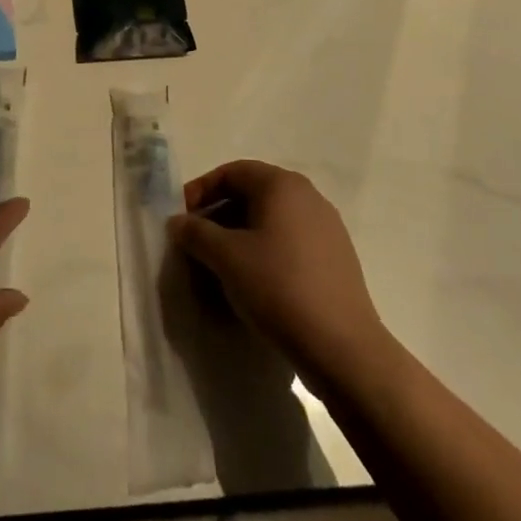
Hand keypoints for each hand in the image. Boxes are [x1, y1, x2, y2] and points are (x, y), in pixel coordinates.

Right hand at [168, 160, 386, 386]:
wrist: (342, 348)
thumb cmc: (278, 287)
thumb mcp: (226, 257)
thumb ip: (195, 232)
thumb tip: (178, 222)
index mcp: (283, 186)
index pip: (232, 172)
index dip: (200, 190)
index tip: (181, 218)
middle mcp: (308, 197)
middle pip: (251, 195)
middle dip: (217, 216)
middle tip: (195, 244)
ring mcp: (326, 229)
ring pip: (269, 221)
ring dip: (238, 237)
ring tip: (218, 267)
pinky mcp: (335, 259)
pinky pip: (288, 243)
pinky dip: (262, 253)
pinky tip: (250, 283)